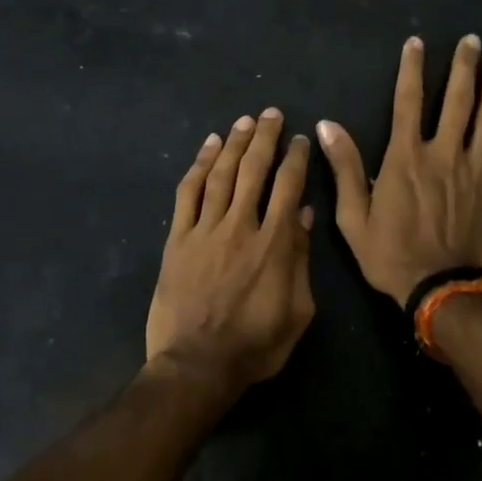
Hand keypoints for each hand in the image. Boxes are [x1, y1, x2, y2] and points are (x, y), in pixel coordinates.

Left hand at [146, 108, 315, 386]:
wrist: (196, 366)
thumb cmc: (255, 345)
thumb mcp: (297, 311)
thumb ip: (300, 260)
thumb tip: (303, 216)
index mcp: (274, 243)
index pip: (288, 187)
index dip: (294, 158)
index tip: (299, 139)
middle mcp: (240, 226)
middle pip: (254, 170)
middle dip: (264, 138)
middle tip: (271, 114)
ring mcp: (205, 230)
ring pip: (221, 174)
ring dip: (234, 144)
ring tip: (244, 121)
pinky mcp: (178, 239)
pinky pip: (188, 193)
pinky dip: (198, 166)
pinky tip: (208, 147)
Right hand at [318, 35, 481, 302]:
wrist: (442, 290)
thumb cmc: (392, 255)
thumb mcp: (354, 217)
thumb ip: (346, 168)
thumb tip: (328, 126)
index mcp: (407, 157)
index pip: (407, 102)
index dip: (411, 69)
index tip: (417, 43)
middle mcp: (445, 153)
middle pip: (457, 101)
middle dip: (463, 67)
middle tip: (471, 41)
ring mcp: (478, 170)